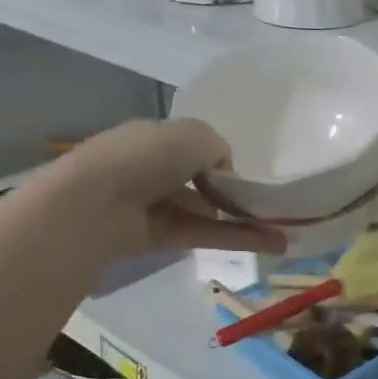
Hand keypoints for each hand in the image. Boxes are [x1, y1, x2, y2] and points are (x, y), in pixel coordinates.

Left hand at [56, 119, 284, 257]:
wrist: (94, 205)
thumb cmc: (144, 157)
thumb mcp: (194, 135)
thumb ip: (218, 148)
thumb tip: (224, 173)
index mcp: (153, 138)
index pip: (192, 147)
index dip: (218, 159)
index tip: (243, 173)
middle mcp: (152, 170)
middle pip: (200, 182)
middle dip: (232, 192)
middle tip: (268, 204)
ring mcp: (154, 207)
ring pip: (207, 212)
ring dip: (244, 220)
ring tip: (283, 229)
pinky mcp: (158, 239)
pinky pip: (204, 235)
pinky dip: (237, 239)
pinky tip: (271, 243)